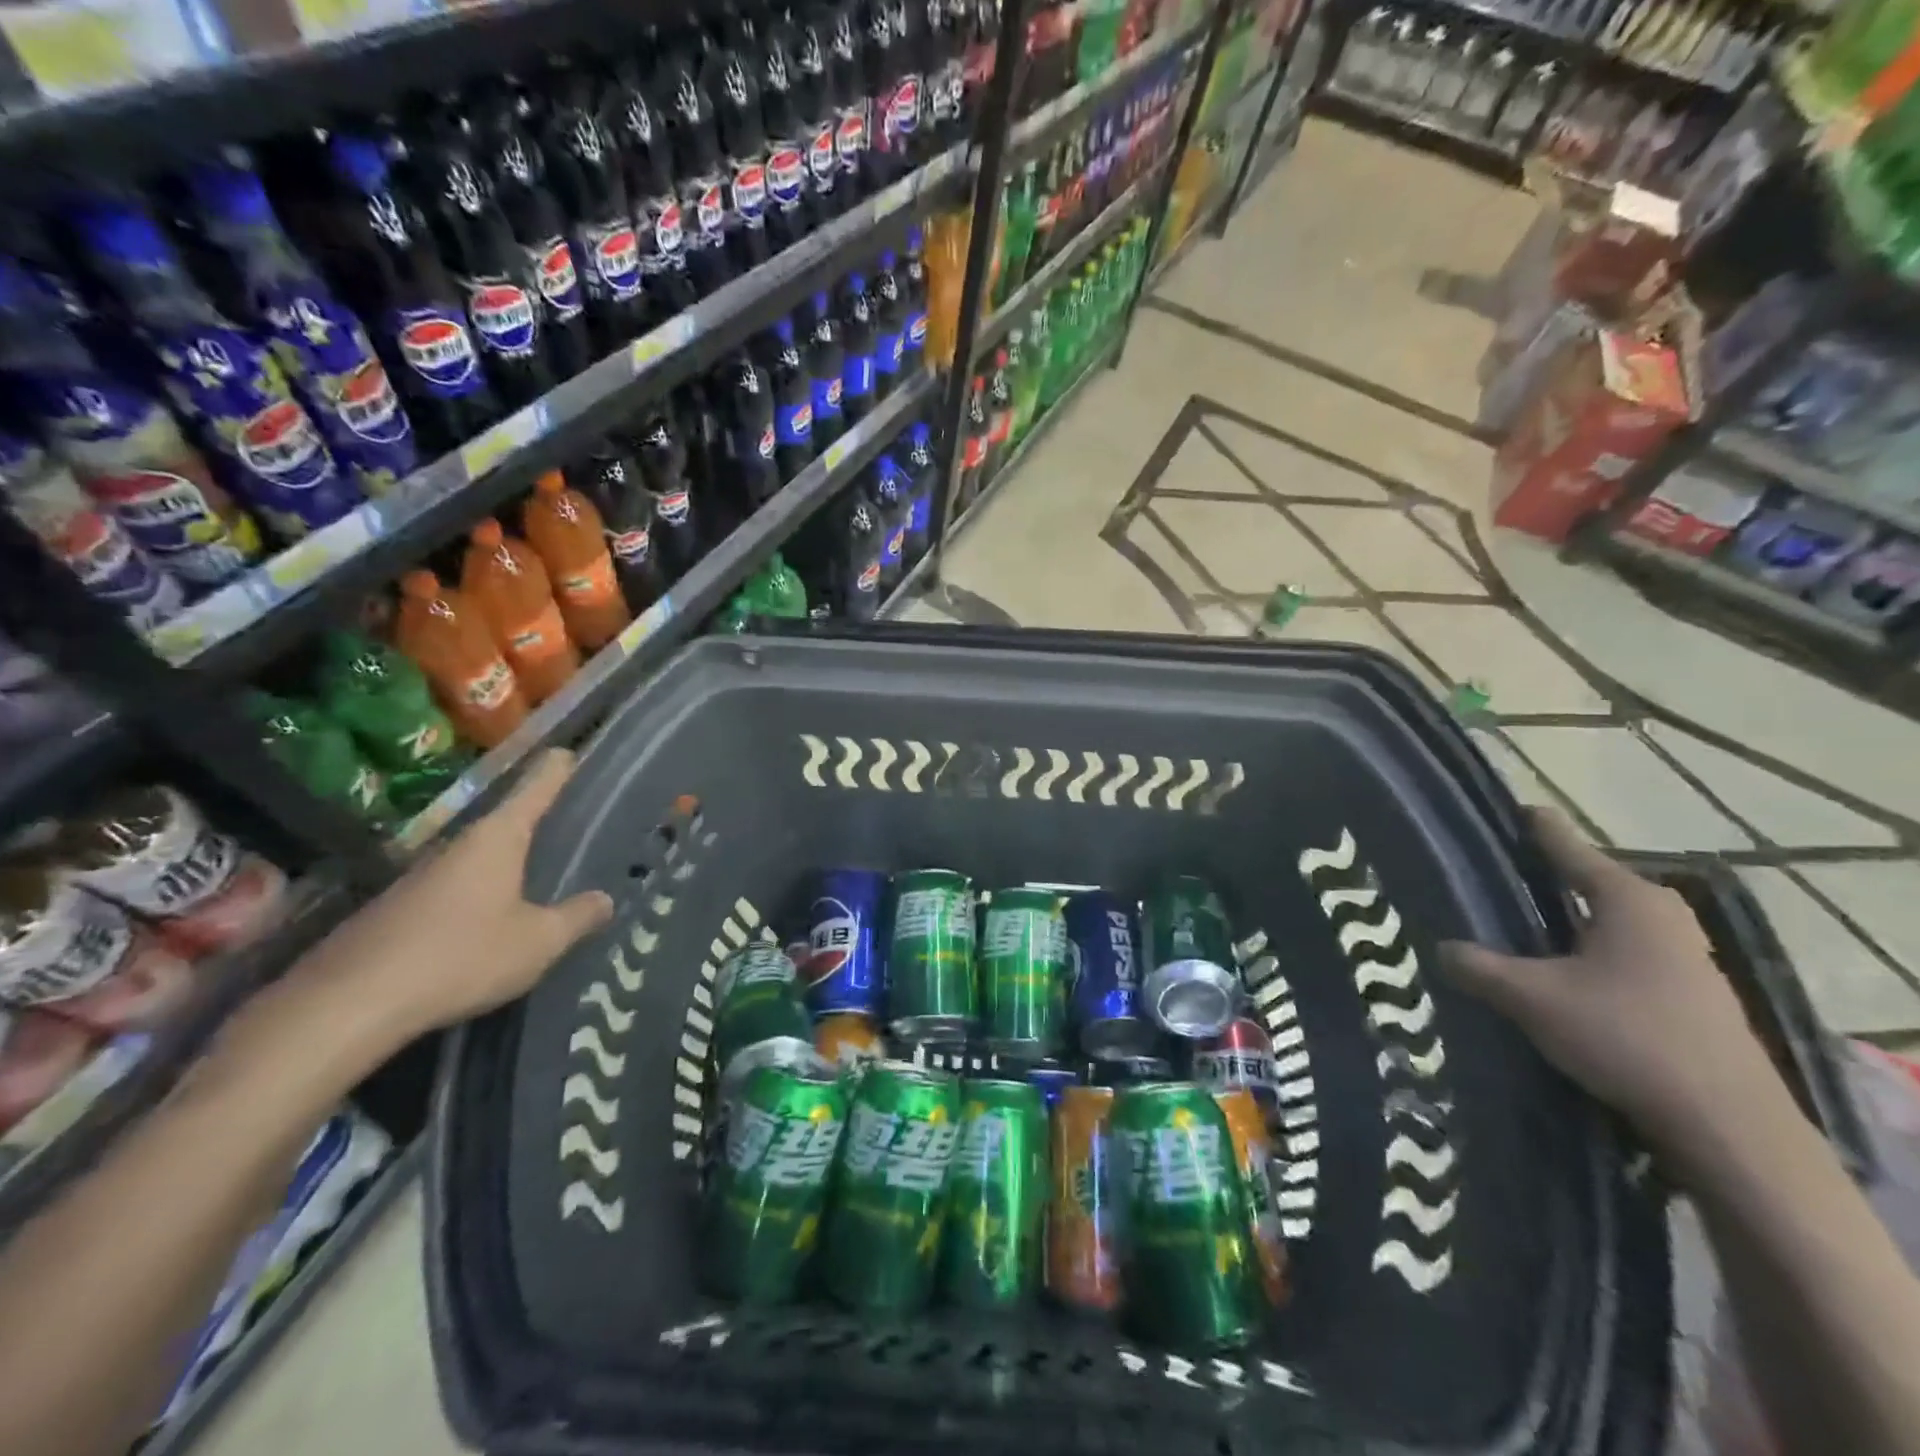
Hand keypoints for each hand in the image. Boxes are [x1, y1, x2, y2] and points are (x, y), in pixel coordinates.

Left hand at [296, 749, 613, 1048]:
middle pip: (504, 821)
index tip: (567, 750)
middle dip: (534, 818)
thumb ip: (577, 917)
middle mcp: (458, 845)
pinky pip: (453, 888)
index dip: (555, 771)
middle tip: (566, 818)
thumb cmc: (461, 956)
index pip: (534, 790)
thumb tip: (606, 899)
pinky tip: (490, 917)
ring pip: (477, 857)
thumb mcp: (538, 941)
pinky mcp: (396, 909)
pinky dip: (479, 891)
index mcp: (497, 839)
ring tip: (536, 869)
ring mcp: (420, 876)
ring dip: (505, 860)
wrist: (347, 1005)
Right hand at [1439, 808, 1781, 1172]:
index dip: (1535, 827)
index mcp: (1627, 898)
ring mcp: (1685, 954)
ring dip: (1568, 919)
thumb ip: (1478, 967)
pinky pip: (1626, 950)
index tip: (1510, 806)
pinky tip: (1561, 970)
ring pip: (1608, 919)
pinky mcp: (1692, 991)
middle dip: (1546, 876)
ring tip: (1520, 921)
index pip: (1567, 845)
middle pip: (1590, 881)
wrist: (1727, 1124)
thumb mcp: (1531, 998)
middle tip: (1496, 873)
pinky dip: (1589, 949)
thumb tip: (1440, 948)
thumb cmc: (1625, 1036)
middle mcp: (1662, 914)